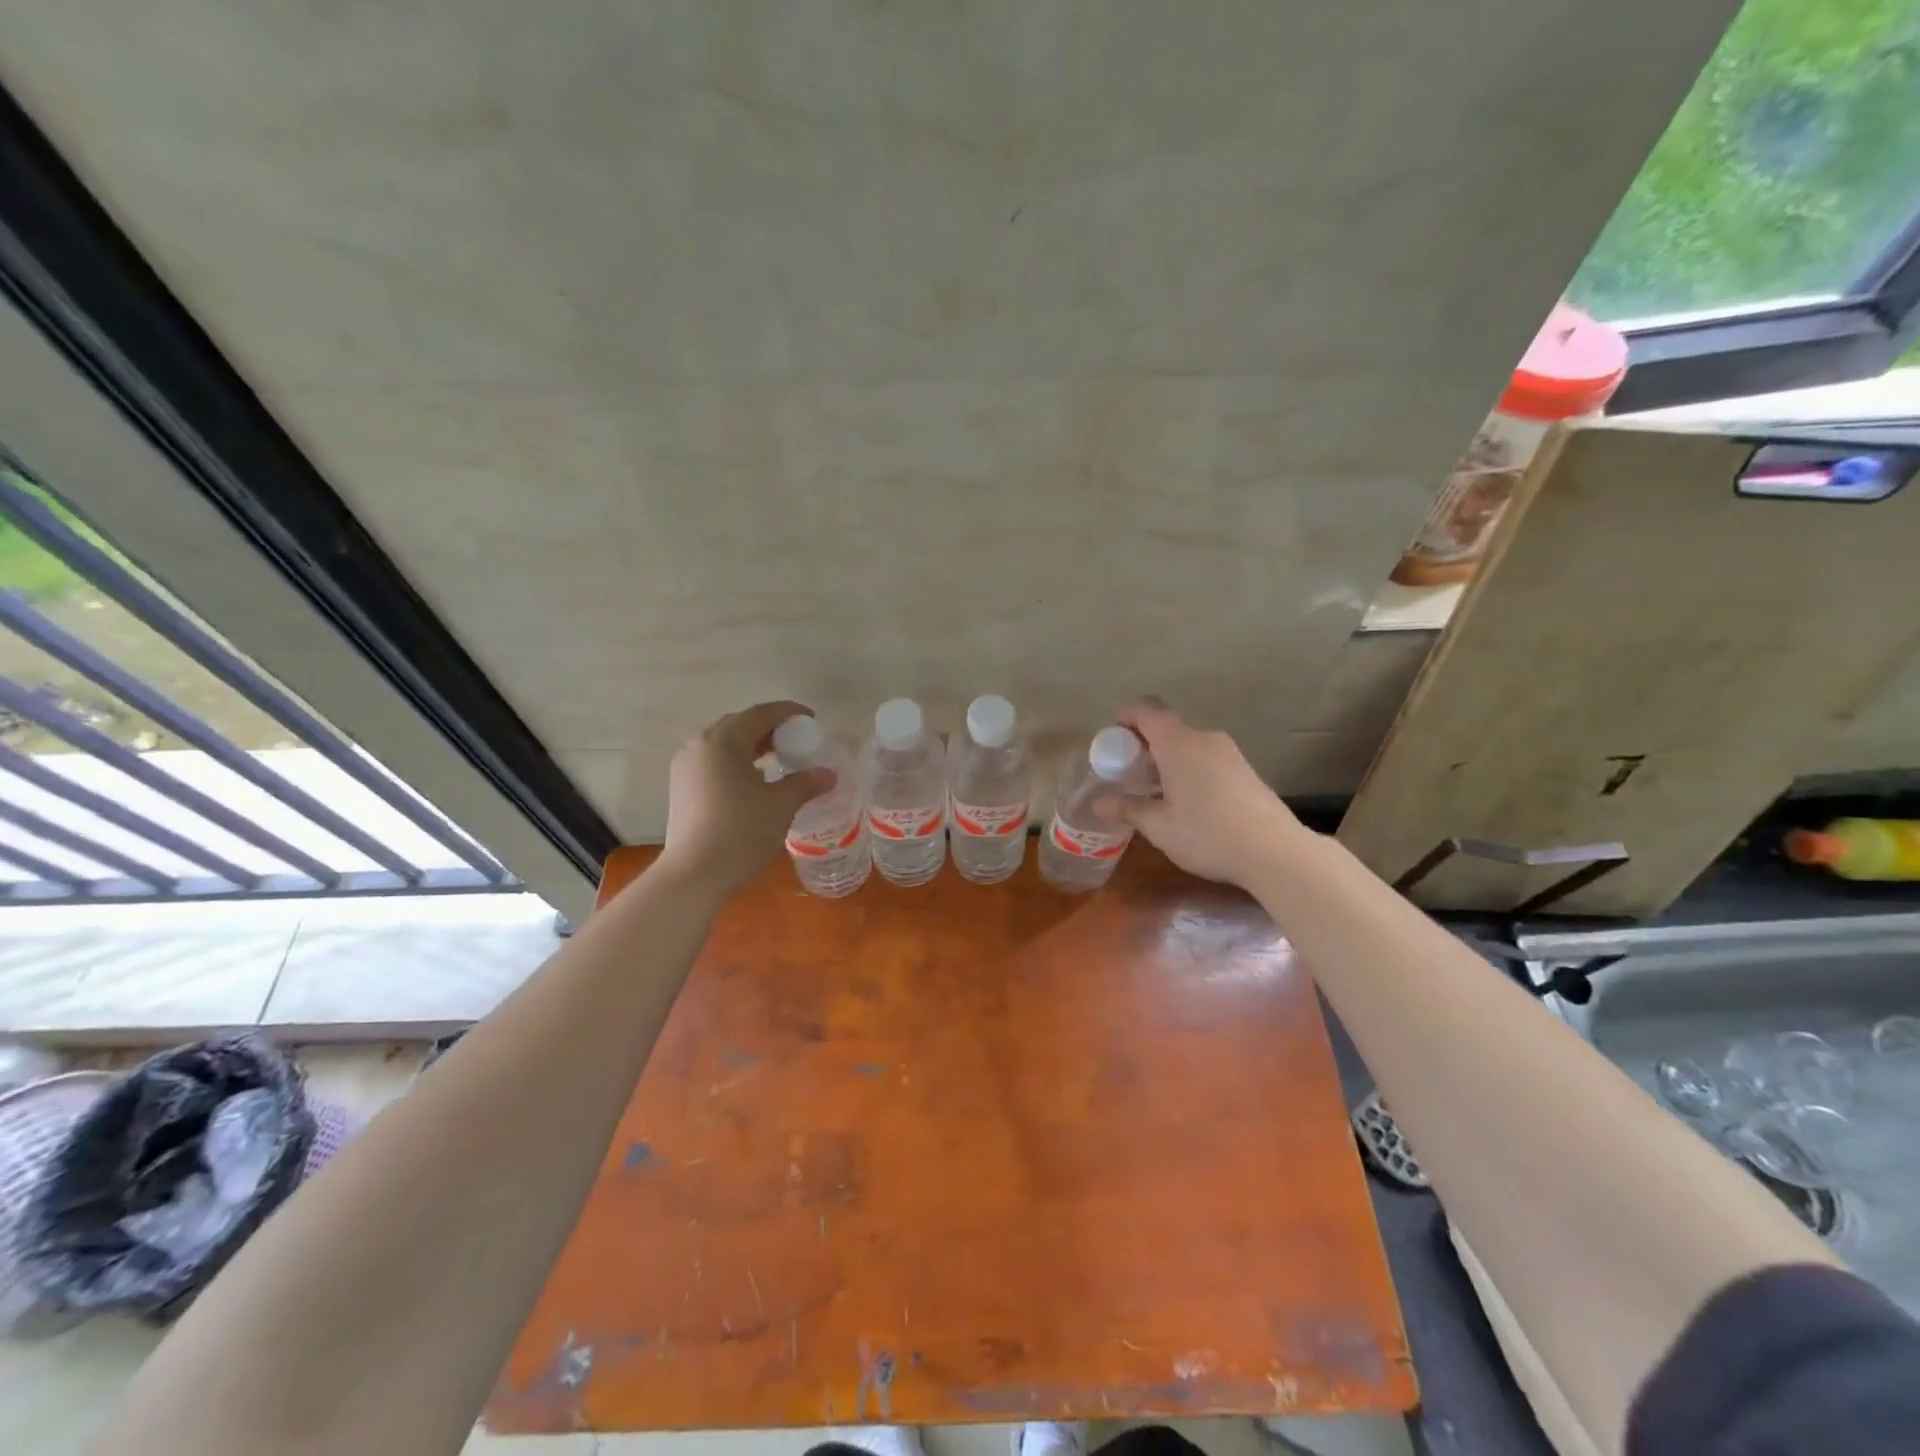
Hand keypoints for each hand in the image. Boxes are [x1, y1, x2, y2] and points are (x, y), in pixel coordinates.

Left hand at [657, 701, 836, 897]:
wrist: (694, 874)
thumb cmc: (741, 832)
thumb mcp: (781, 805)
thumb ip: (806, 783)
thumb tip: (829, 774)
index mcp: (723, 741)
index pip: (760, 714)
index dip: (788, 712)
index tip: (811, 719)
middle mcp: (699, 746)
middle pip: (738, 724)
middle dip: (768, 727)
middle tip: (795, 739)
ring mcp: (685, 767)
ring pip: (723, 744)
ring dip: (751, 745)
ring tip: (777, 758)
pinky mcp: (681, 788)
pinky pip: (713, 762)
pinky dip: (736, 761)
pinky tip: (753, 780)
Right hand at [1097, 701, 1309, 886]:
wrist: (1276, 852)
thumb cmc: (1208, 835)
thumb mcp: (1160, 827)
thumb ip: (1128, 809)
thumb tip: (1098, 804)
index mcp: (1178, 744)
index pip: (1146, 712)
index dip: (1124, 719)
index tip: (1111, 741)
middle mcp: (1204, 740)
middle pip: (1166, 729)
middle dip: (1143, 747)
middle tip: (1127, 775)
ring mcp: (1229, 754)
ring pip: (1187, 746)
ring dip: (1166, 762)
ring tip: (1154, 794)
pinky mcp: (1245, 770)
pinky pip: (1206, 759)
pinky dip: (1188, 771)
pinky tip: (1186, 804)